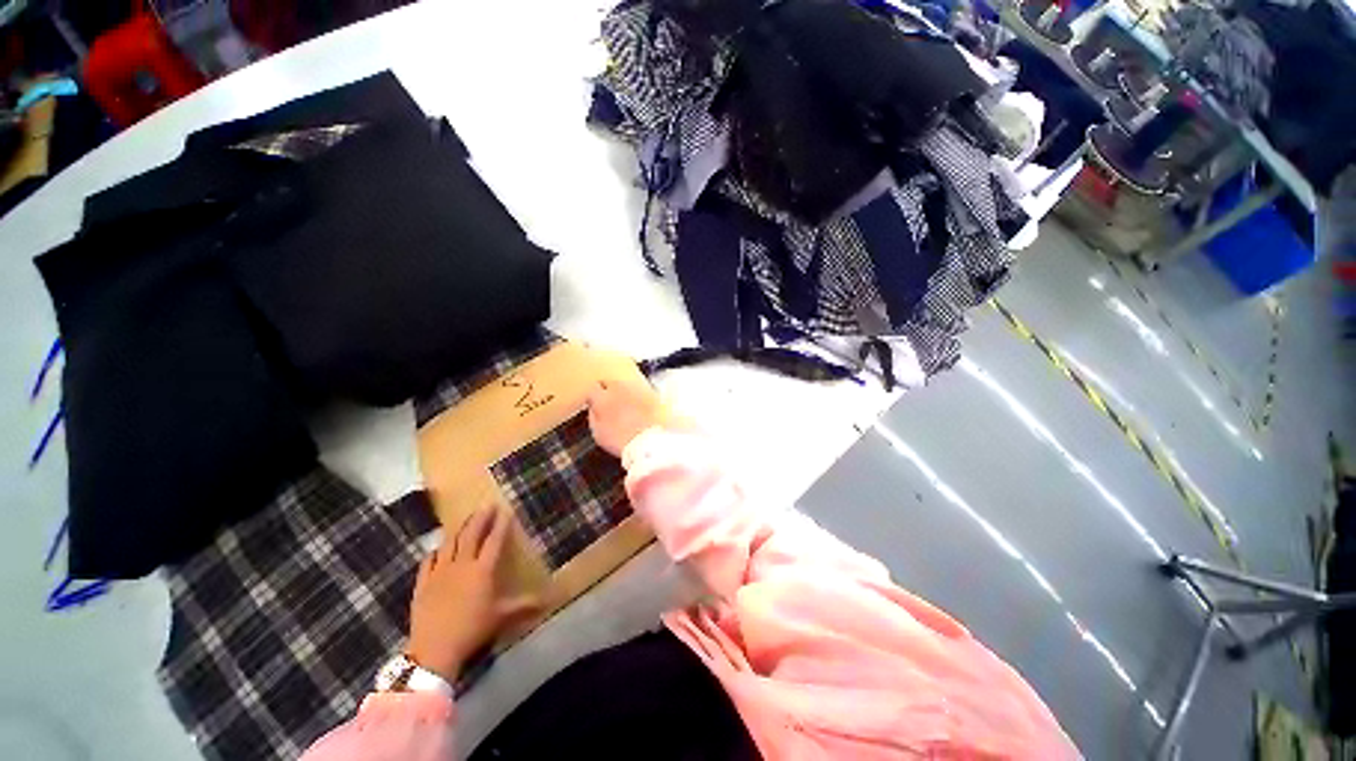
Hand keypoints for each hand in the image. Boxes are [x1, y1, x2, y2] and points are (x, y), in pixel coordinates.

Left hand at [407, 507, 539, 680]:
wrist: (434, 649)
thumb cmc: (472, 629)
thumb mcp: (501, 617)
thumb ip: (523, 605)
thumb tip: (549, 601)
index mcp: (482, 570)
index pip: (494, 540)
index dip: (501, 524)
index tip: (506, 510)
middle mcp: (461, 565)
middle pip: (471, 535)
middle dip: (480, 519)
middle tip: (487, 506)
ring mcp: (439, 573)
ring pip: (449, 544)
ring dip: (458, 530)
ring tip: (465, 521)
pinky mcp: (423, 584)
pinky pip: (428, 561)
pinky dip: (434, 552)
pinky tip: (437, 549)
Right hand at [586, 376, 664, 456]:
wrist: (646, 443)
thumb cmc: (620, 440)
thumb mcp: (598, 433)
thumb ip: (593, 416)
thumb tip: (594, 408)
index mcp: (602, 399)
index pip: (593, 389)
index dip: (594, 397)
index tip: (595, 402)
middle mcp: (618, 389)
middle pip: (610, 382)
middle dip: (608, 391)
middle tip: (610, 403)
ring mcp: (635, 389)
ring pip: (625, 385)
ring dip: (623, 392)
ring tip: (625, 407)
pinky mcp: (649, 393)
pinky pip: (639, 390)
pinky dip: (637, 397)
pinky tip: (638, 408)